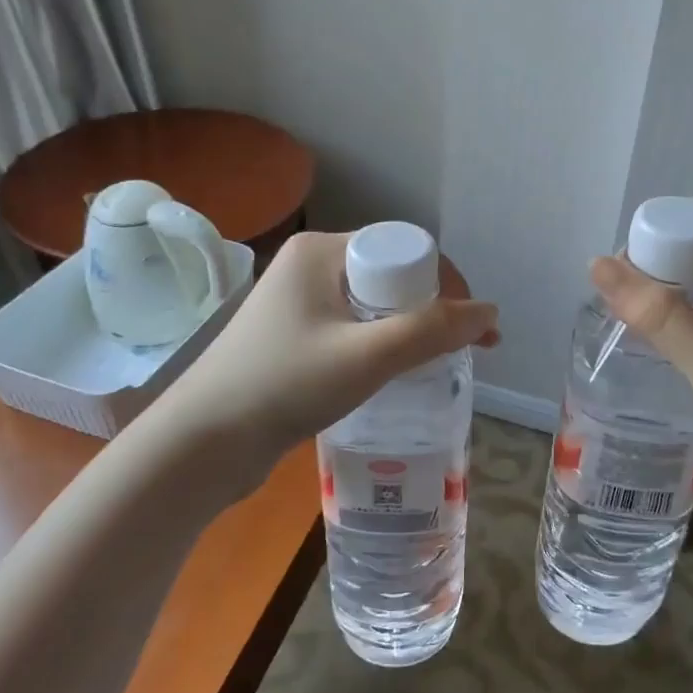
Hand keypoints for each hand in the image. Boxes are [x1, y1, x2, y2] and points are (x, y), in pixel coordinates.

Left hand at [157, 232, 498, 492]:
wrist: (203, 443)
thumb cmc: (285, 385)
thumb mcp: (367, 355)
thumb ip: (431, 331)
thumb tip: (490, 313)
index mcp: (321, 251)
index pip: (402, 249)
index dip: (444, 284)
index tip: (468, 327)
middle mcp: (309, 267)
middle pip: (391, 277)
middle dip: (429, 311)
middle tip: (455, 353)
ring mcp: (298, 304)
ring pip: (373, 307)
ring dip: (408, 332)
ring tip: (432, 367)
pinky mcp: (293, 338)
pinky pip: (353, 330)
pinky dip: (380, 348)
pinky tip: (393, 376)